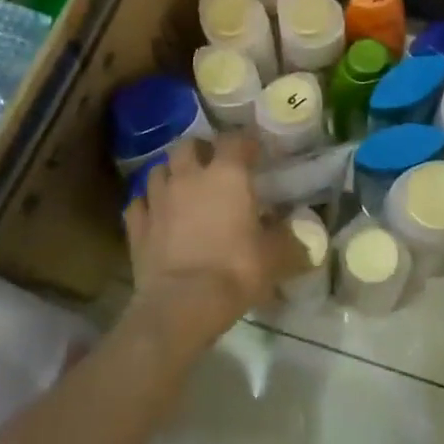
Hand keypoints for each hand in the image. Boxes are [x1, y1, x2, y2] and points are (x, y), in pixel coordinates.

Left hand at [123, 135, 302, 354]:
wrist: (181, 304)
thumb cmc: (235, 270)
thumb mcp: (275, 256)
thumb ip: (290, 240)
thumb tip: (306, 236)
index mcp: (227, 175)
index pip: (235, 140)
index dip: (245, 143)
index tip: (255, 154)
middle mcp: (189, 177)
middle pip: (188, 145)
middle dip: (201, 150)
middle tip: (213, 166)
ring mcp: (158, 199)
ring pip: (159, 170)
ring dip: (172, 173)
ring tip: (183, 188)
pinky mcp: (136, 225)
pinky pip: (139, 203)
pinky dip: (148, 205)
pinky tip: (157, 215)